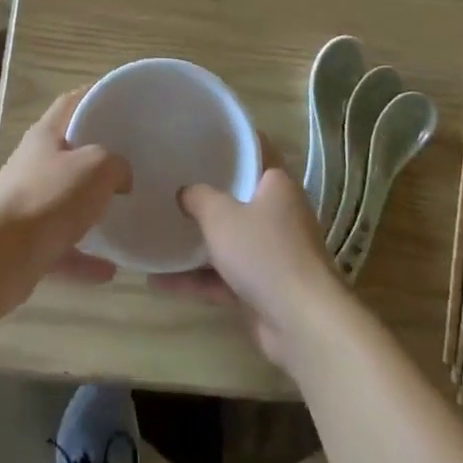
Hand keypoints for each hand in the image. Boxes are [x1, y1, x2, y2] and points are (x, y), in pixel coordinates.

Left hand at [0, 90, 131, 288]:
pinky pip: (61, 247)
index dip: (92, 95)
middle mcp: (31, 165)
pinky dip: (84, 257)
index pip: (70, 103)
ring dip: (89, 211)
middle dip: (94, 158)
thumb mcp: (97, 167)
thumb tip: (121, 177)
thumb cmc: (51, 197)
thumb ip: (116, 165)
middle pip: (66, 153)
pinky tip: (110, 269)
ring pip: (63, 202)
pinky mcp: (24, 245)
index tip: (117, 99)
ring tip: (119, 215)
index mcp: (44, 136)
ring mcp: (25, 205)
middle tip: (127, 161)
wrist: (4, 257)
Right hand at [152, 159, 349, 367]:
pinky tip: (159, 282)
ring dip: (197, 242)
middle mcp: (279, 213)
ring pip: (230, 239)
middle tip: (173, 183)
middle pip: (240, 196)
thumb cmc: (264, 252)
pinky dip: (197, 279)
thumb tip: (185, 192)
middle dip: (208, 194)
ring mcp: (273, 253)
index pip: (256, 149)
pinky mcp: (264, 288)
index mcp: (277, 184)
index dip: (231, 142)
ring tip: (159, 233)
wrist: (302, 324)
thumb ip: (198, 197)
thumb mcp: (221, 215)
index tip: (202, 138)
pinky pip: (224, 276)